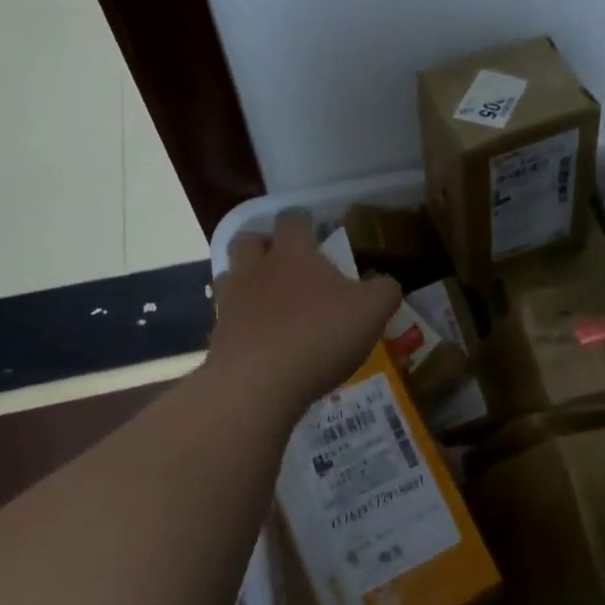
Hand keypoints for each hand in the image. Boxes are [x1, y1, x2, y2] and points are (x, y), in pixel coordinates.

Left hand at [211, 210, 401, 409]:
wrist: (257, 384)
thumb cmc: (320, 335)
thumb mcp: (372, 311)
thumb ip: (384, 291)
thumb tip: (386, 282)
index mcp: (293, 253)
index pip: (292, 220)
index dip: (303, 221)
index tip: (314, 229)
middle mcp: (256, 269)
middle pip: (249, 241)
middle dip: (264, 246)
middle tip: (286, 263)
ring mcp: (231, 302)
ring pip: (230, 277)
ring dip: (247, 282)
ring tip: (269, 301)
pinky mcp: (217, 338)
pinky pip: (227, 319)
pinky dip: (242, 323)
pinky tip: (261, 341)